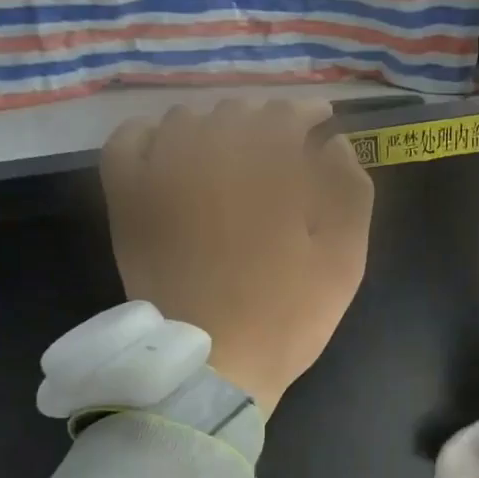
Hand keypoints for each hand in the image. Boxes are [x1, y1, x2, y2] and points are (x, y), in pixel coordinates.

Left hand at [99, 99, 373, 412]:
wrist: (213, 365)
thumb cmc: (287, 317)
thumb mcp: (343, 262)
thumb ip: (350, 193)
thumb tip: (337, 146)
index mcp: (267, 173)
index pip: (285, 115)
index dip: (307, 112)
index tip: (321, 122)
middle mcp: (210, 160)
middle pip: (238, 112)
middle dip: (267, 119)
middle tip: (283, 143)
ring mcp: (161, 178)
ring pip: (187, 120)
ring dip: (217, 124)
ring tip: (233, 148)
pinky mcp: (129, 202)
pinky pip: (129, 141)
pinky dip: (152, 133)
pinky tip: (171, 147)